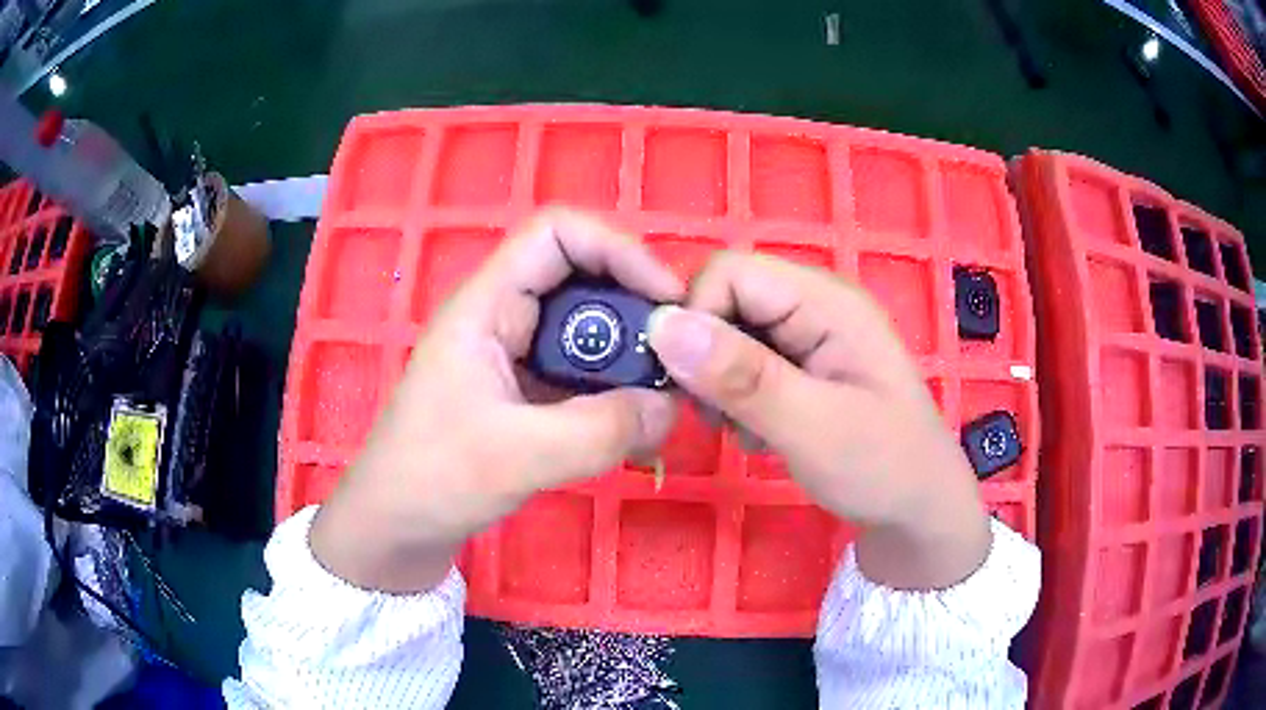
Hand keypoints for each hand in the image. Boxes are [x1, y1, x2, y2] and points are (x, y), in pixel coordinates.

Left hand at [310, 209, 683, 592]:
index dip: (618, 249)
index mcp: (486, 304)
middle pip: (582, 277)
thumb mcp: (517, 457)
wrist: (396, 526)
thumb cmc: (433, 478)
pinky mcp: (526, 390)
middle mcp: (503, 315)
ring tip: (663, 396)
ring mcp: (515, 354)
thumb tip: (669, 405)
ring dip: (630, 356)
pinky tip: (636, 424)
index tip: (667, 301)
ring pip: (588, 328)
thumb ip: (600, 430)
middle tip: (678, 356)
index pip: (557, 234)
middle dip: (635, 308)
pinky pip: (583, 371)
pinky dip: (615, 389)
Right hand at [646, 253, 989, 589]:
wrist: (918, 511)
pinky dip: (737, 398)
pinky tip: (759, 434)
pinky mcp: (804, 366)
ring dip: (720, 383)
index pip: (731, 272)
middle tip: (719, 418)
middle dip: (706, 356)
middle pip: (727, 299)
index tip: (689, 383)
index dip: (696, 316)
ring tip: (746, 431)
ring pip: (730, 334)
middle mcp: (816, 305)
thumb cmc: (882, 468)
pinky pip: (746, 363)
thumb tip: (662, 326)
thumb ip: (742, 377)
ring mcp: (811, 336)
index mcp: (827, 302)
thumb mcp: (813, 428)